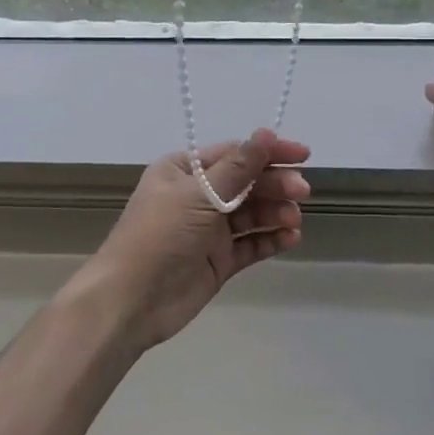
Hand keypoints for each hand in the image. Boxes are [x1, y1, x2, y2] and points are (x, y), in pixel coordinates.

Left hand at [76, 129, 310, 351]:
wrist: (130, 301)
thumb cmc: (160, 235)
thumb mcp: (199, 195)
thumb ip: (238, 167)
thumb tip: (266, 133)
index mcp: (183, 171)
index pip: (234, 154)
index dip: (268, 152)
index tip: (302, 155)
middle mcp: (196, 196)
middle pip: (245, 183)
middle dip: (274, 185)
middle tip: (302, 192)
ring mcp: (208, 230)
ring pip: (251, 214)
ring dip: (275, 212)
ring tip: (293, 219)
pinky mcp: (218, 261)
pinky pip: (250, 244)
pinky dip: (270, 238)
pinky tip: (290, 237)